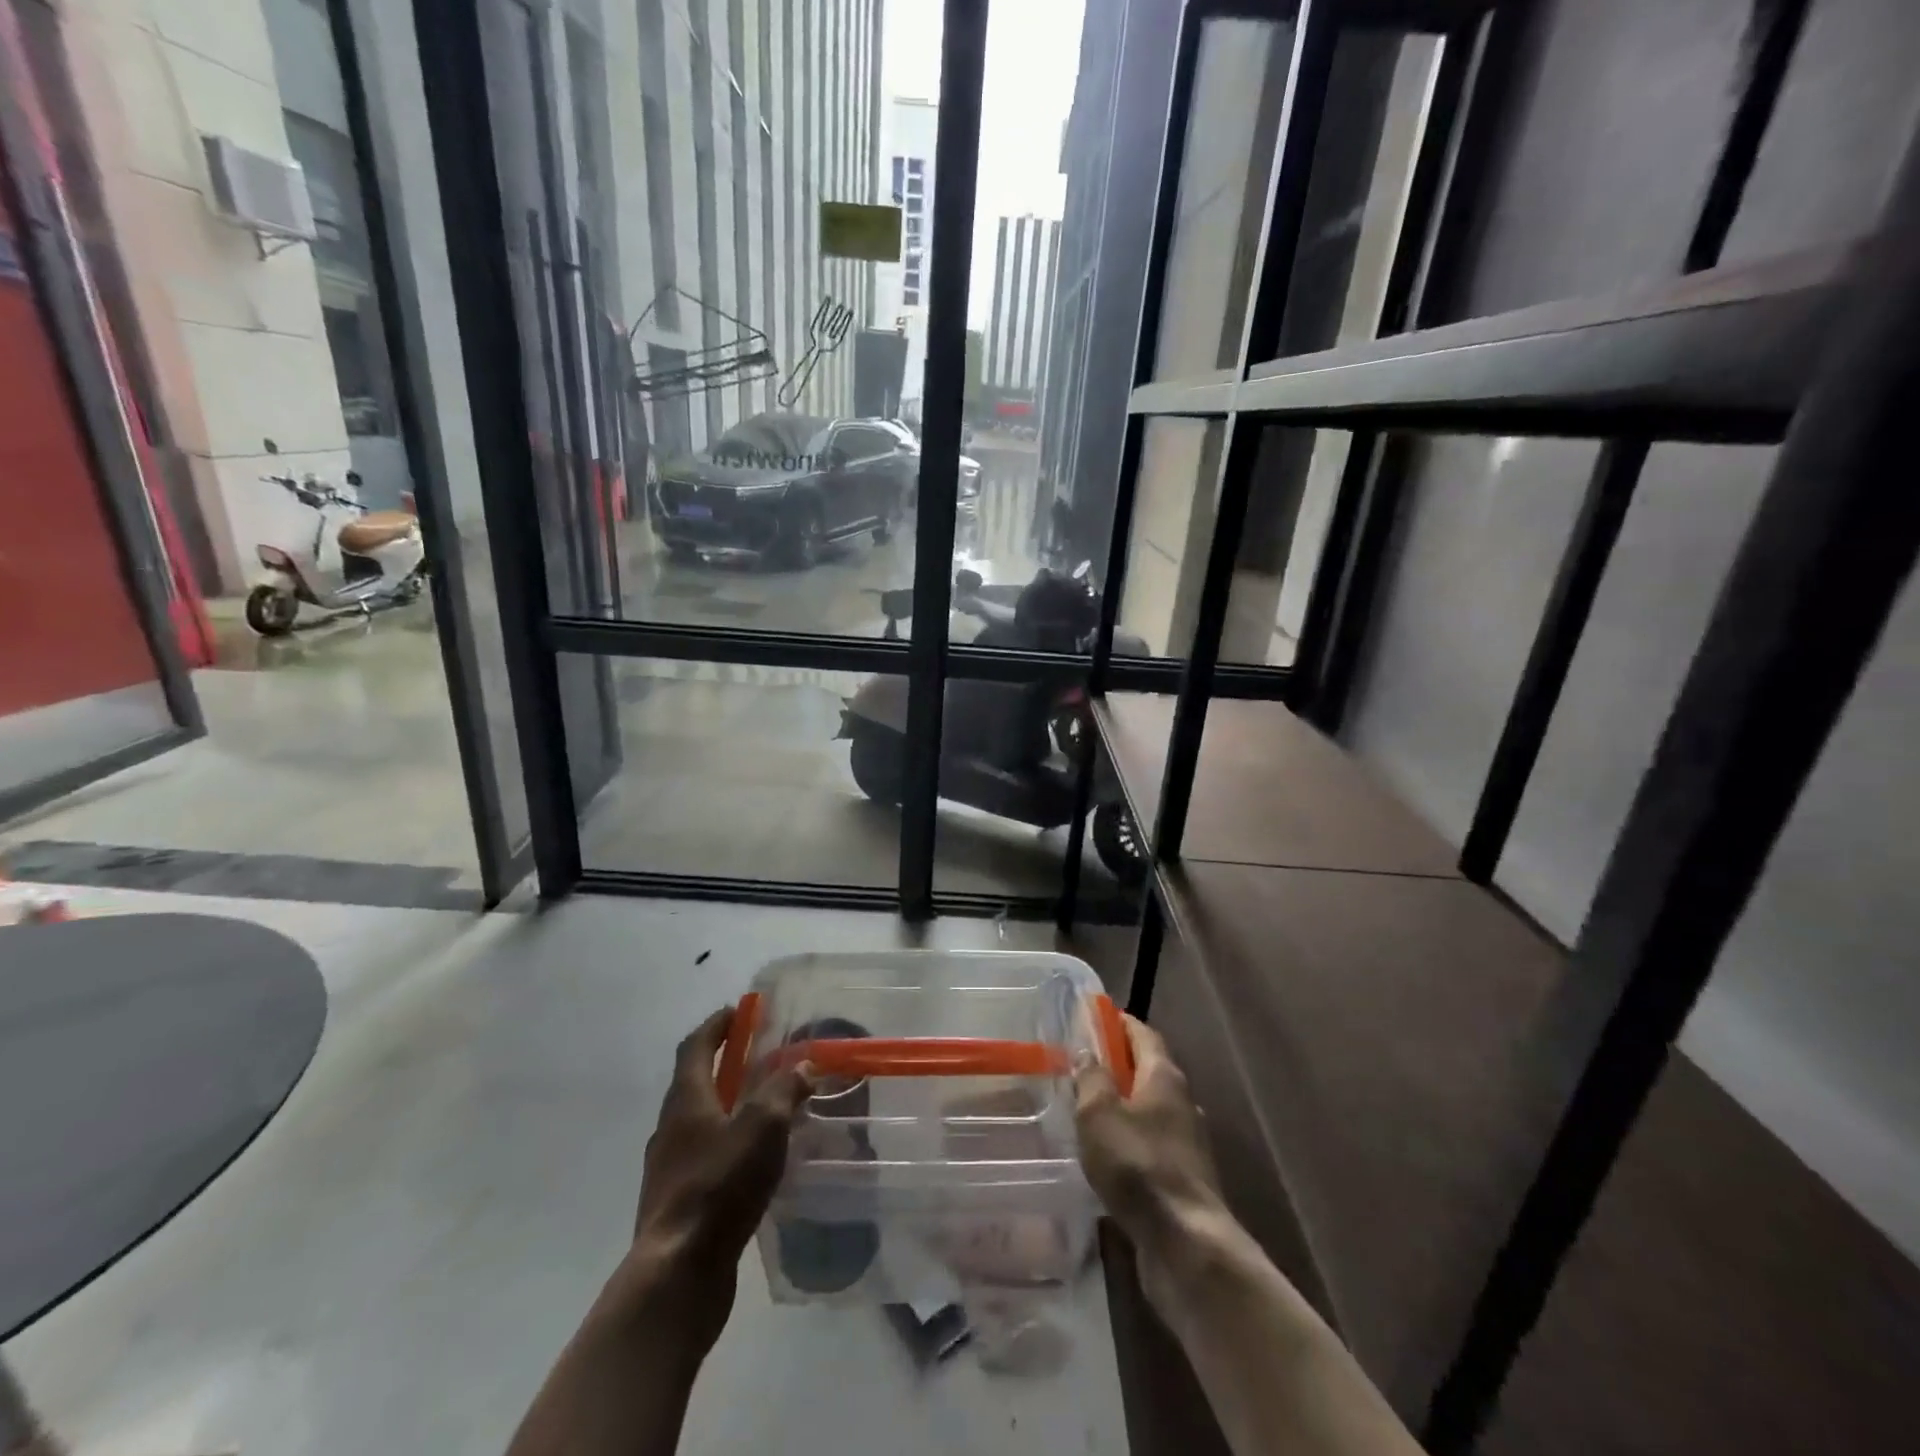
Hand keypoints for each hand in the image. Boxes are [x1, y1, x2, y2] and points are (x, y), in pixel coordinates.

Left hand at [616, 1007, 812, 1343]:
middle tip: (761, 1058)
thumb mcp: (763, 1127)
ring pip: (701, 1122)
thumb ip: (784, 1090)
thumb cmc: (719, 1186)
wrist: (677, 1275)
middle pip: (695, 1082)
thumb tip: (803, 1065)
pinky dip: (728, 1145)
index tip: (739, 1011)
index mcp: (686, 1100)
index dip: (716, 1025)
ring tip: (766, 1109)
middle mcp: (670, 1128)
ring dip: (728, 1107)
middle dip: (726, 1065)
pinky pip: (705, 1157)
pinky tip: (755, 1162)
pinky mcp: (678, 1203)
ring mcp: (669, 1168)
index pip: (696, 1047)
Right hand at [1073, 1013, 1226, 1260]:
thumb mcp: (1099, 1114)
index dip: (1118, 1022)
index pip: (1143, 1034)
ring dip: (1123, 1104)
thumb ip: (1091, 1078)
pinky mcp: (1184, 1177)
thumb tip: (1086, 1051)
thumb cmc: (1138, 1165)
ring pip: (1150, 1109)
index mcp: (1164, 1076)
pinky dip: (1130, 1138)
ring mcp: (1187, 1141)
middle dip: (1118, 1063)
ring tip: (1088, 1109)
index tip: (1093, 1016)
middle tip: (1082, 1063)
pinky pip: (1152, 1143)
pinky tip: (1108, 1153)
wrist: (1186, 1243)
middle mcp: (1182, 1101)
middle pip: (1148, 1069)